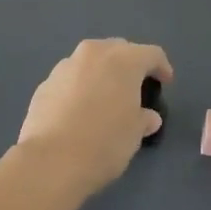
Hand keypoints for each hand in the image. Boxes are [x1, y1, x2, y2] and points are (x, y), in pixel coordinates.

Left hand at [17, 39, 171, 195]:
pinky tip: (79, 110)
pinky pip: (70, 79)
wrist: (50, 160)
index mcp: (123, 60)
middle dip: (129, 64)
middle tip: (134, 86)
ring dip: (101, 73)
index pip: (151, 54)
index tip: (165, 82)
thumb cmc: (104, 142)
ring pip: (91, 61)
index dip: (162, 67)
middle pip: (118, 49)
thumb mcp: (134, 134)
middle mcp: (94, 53)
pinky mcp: (45, 83)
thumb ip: (143, 119)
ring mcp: (66, 66)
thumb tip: (148, 117)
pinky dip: (79, 87)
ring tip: (104, 97)